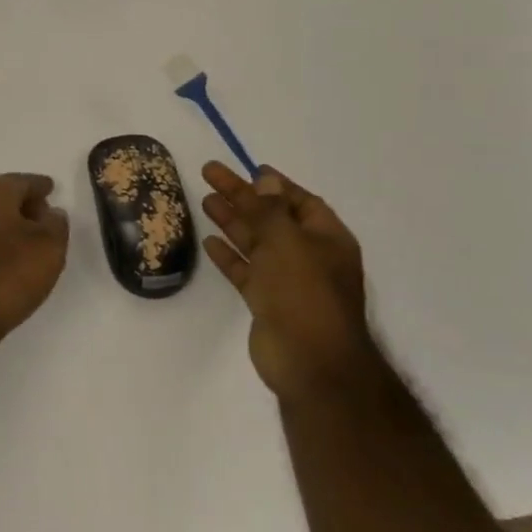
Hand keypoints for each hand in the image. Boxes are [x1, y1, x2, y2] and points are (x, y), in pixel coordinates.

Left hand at [0, 173, 70, 342]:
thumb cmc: (9, 274)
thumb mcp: (49, 247)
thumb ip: (55, 224)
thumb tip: (51, 213)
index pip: (21, 181)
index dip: (39, 185)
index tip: (51, 189)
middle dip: (21, 202)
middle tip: (41, 214)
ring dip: (5, 222)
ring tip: (26, 238)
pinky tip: (4, 256)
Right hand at [200, 162, 368, 397]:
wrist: (310, 363)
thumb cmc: (304, 293)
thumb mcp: (287, 241)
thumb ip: (271, 210)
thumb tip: (266, 179)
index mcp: (326, 239)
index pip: (299, 202)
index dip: (274, 184)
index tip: (247, 168)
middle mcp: (309, 256)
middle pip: (271, 218)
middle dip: (242, 197)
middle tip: (210, 175)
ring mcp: (288, 281)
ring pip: (256, 243)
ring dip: (232, 222)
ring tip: (205, 201)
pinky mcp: (267, 303)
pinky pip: (246, 271)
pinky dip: (229, 256)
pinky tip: (209, 242)